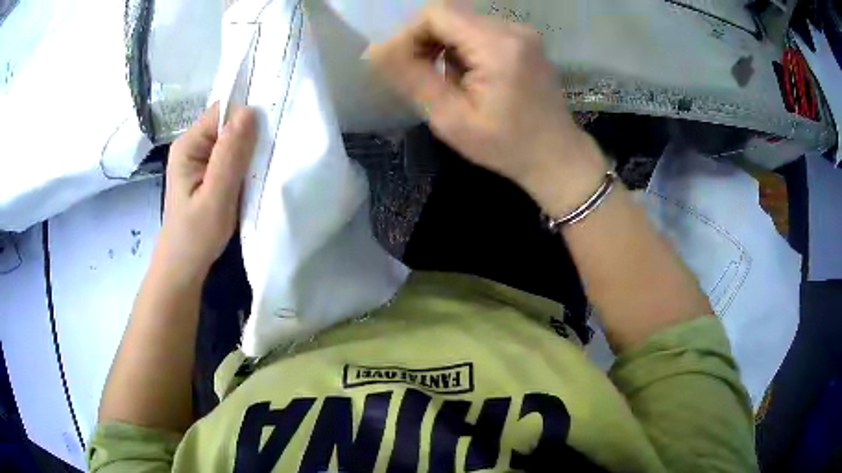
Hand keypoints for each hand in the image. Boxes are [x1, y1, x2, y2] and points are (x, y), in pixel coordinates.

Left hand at [155, 103, 256, 281]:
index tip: (272, 127)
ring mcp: (199, 160)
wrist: (183, 268)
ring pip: (231, 141)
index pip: (222, 111)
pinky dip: (245, 163)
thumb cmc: (196, 236)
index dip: (247, 114)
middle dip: (251, 133)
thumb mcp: (216, 196)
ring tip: (266, 163)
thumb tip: (249, 111)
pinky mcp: (207, 173)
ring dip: (250, 149)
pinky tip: (254, 175)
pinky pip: (230, 157)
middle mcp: (192, 146)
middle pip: (227, 123)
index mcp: (189, 145)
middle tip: (273, 149)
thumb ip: (230, 155)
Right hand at [369, 5, 607, 215]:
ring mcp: (522, 33)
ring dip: (444, 47)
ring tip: (448, 83)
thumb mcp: (451, 119)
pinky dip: (463, 49)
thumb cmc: (505, 146)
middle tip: (420, 77)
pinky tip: (467, 77)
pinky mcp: (524, 41)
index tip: (402, 66)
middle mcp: (513, 29)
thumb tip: (375, 52)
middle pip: (450, 14)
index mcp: (498, 46)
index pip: (437, 13)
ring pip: (463, 23)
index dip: (410, 34)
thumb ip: (412, 78)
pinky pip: (480, 32)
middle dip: (426, 41)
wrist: (556, 156)